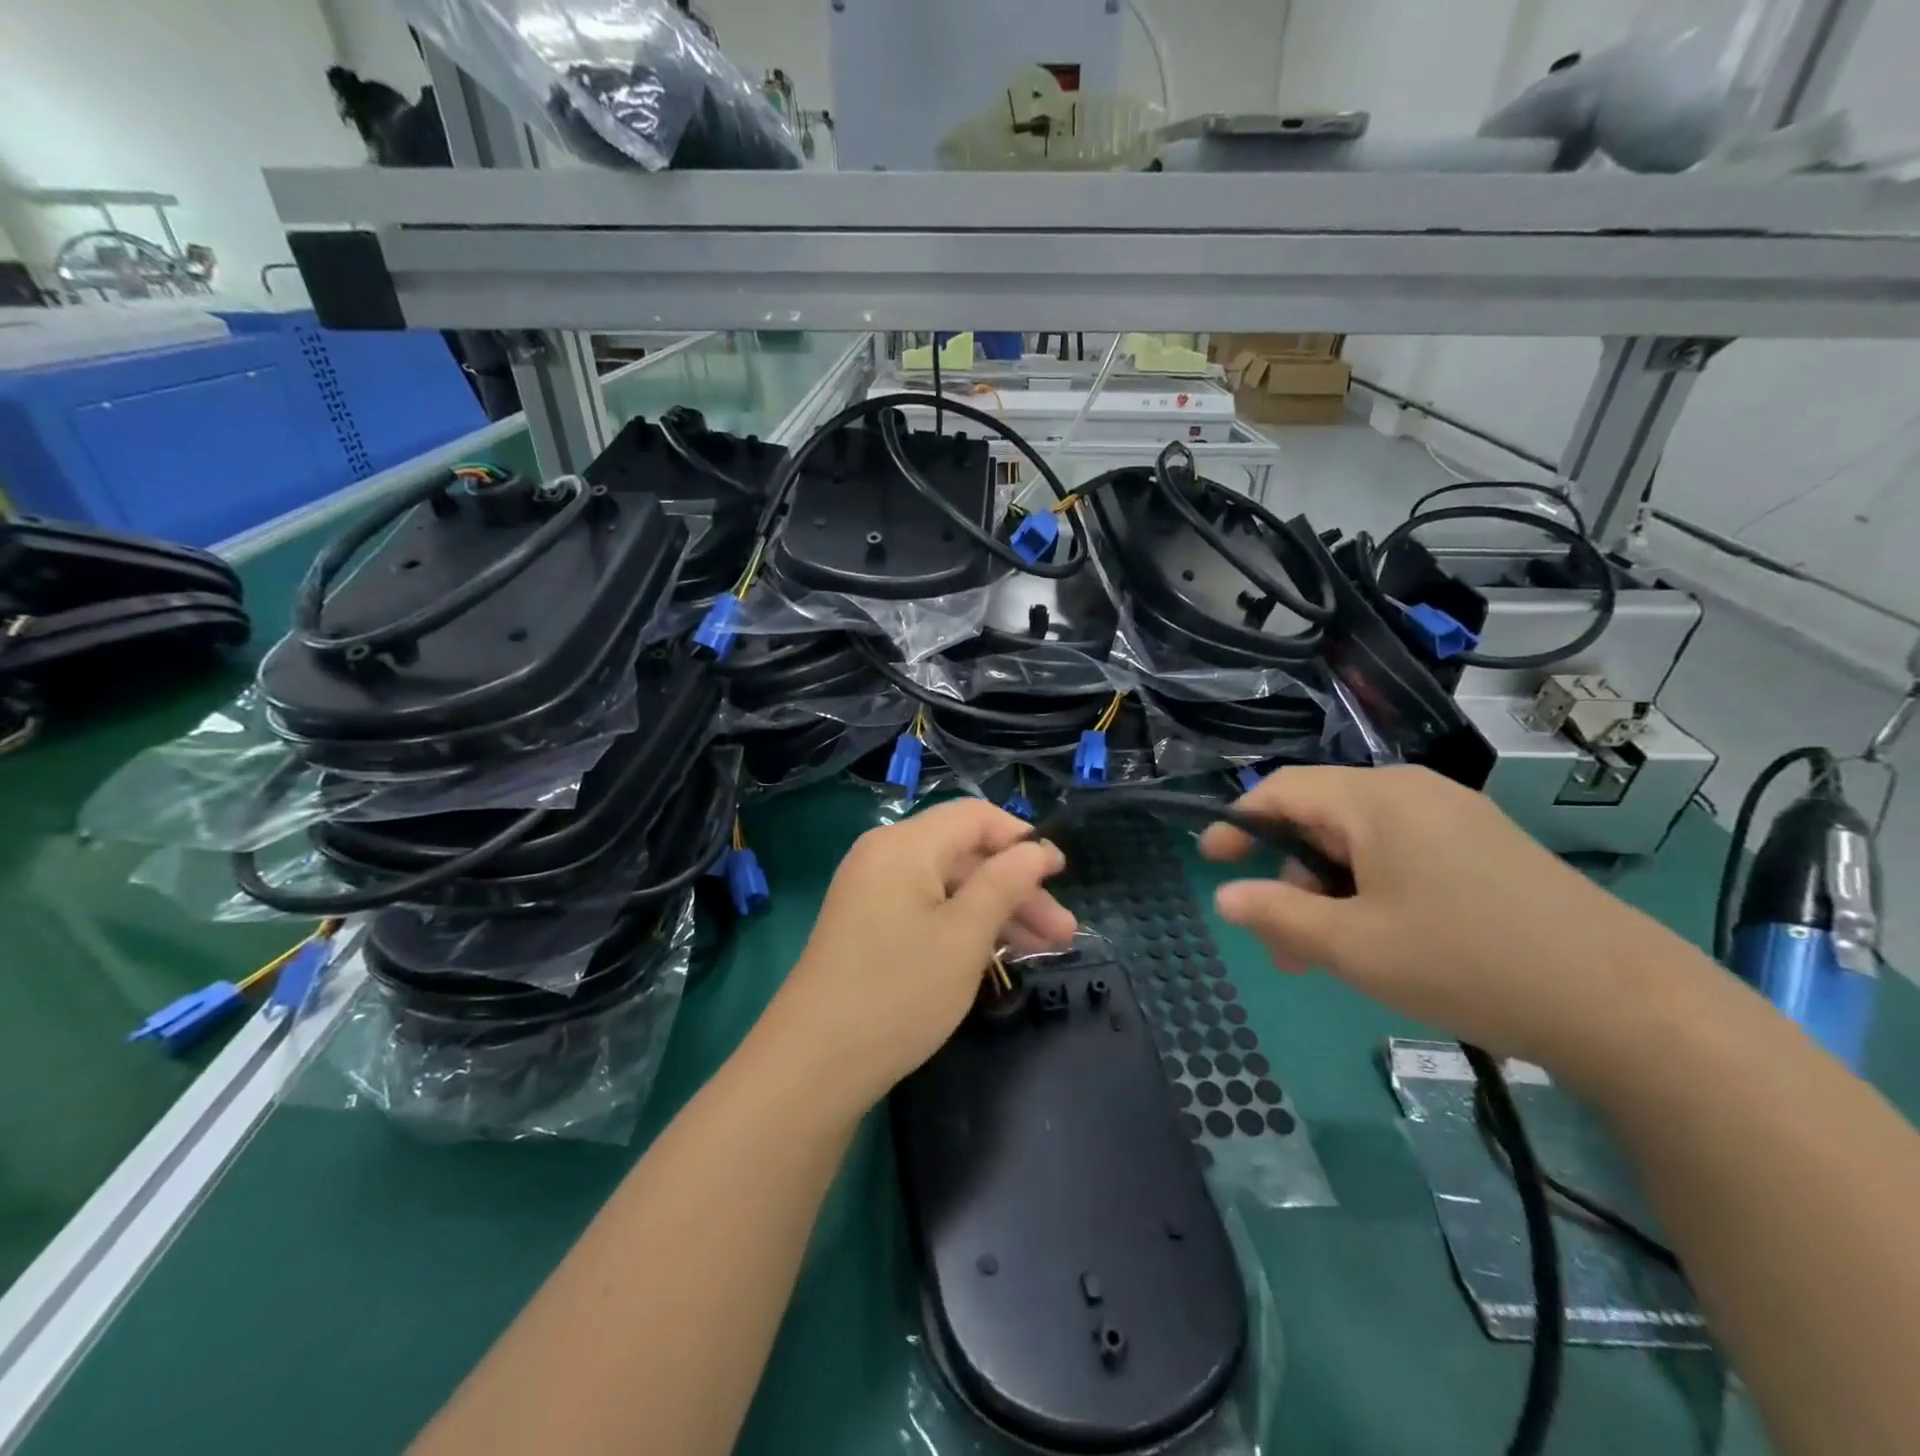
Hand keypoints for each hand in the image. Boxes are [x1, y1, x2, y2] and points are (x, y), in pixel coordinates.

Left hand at [762, 799, 1074, 1111]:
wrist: (813, 1064)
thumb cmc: (898, 992)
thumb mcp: (964, 937)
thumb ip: (1004, 884)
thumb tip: (1035, 849)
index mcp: (904, 844)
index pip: (975, 817)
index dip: (1022, 839)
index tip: (1061, 873)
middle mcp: (884, 856)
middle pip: (964, 854)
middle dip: (1017, 887)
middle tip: (1064, 932)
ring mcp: (872, 892)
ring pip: (949, 886)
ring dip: (997, 911)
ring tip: (1046, 949)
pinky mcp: (868, 926)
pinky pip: (928, 909)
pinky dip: (964, 926)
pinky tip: (999, 955)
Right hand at [1200, 765, 1682, 1067]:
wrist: (1628, 1007)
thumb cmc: (1466, 962)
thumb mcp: (1353, 947)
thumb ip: (1277, 915)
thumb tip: (1224, 895)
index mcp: (1375, 799)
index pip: (1282, 790)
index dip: (1238, 823)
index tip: (1210, 860)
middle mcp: (1414, 792)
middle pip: (1321, 818)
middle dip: (1289, 876)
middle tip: (1280, 941)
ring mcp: (1456, 818)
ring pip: (1362, 843)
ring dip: (1329, 892)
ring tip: (1328, 957)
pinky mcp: (1487, 848)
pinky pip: (1403, 855)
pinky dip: (1372, 892)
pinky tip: (1383, 941)